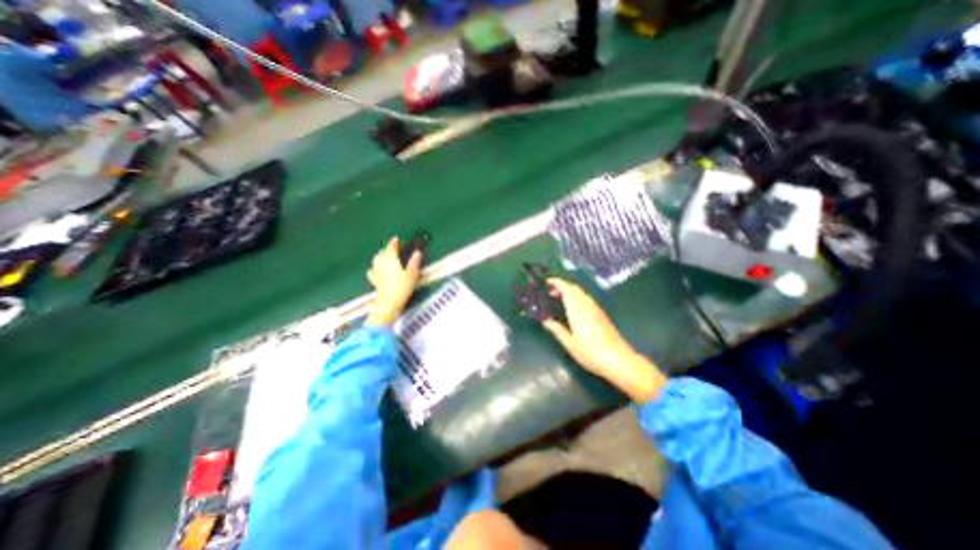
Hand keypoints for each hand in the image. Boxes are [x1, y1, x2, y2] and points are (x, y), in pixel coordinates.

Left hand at [364, 236, 415, 325]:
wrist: (388, 303)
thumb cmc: (401, 287)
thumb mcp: (412, 274)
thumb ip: (415, 262)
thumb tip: (417, 252)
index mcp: (390, 258)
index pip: (391, 246)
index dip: (395, 242)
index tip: (397, 239)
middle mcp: (381, 262)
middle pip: (382, 252)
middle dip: (387, 249)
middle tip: (394, 248)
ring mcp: (376, 271)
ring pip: (376, 259)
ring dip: (381, 256)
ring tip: (386, 256)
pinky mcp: (374, 280)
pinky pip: (373, 270)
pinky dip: (376, 268)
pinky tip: (377, 270)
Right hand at [538, 280, 670, 402]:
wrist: (619, 360)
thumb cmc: (591, 353)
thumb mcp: (570, 344)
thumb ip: (557, 330)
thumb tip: (545, 321)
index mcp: (577, 310)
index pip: (567, 289)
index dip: (557, 282)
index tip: (547, 282)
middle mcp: (587, 305)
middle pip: (574, 288)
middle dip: (562, 286)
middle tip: (550, 292)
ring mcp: (596, 309)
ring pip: (581, 293)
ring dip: (570, 291)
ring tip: (559, 299)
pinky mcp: (601, 314)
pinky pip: (586, 299)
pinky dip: (577, 297)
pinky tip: (573, 308)